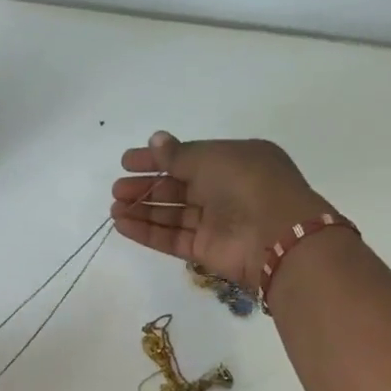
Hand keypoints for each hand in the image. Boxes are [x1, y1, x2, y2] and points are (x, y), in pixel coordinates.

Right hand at [110, 132, 337, 290]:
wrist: (276, 235)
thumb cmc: (247, 184)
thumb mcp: (211, 158)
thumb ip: (178, 155)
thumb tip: (155, 140)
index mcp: (234, 161)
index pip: (188, 158)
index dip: (156, 159)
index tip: (126, 161)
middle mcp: (224, 190)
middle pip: (177, 188)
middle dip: (146, 187)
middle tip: (117, 189)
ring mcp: (215, 222)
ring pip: (172, 214)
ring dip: (142, 210)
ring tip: (115, 208)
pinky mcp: (205, 250)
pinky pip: (171, 238)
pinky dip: (147, 232)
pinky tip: (122, 225)